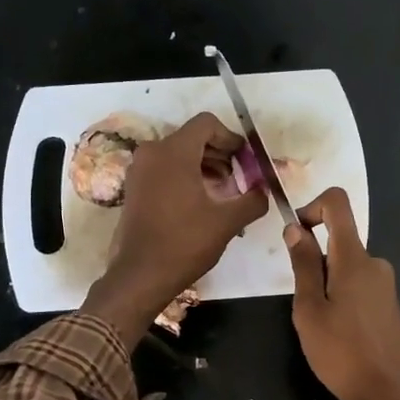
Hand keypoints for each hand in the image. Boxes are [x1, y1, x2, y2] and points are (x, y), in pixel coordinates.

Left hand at [82, 112, 267, 347]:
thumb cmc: (185, 243)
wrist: (140, 275)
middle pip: (192, 138)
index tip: (245, 161)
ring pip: (178, 154)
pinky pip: (164, 169)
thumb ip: (252, 200)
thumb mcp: (227, 222)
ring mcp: (139, 170)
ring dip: (203, 166)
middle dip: (219, 154)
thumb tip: (265, 190)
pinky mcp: (134, 188)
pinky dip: (185, 176)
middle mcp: (152, 152)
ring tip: (222, 192)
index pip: (207, 124)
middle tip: (238, 178)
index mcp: (173, 152)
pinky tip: (200, 202)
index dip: (231, 138)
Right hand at [285, 188, 399, 399]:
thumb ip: (303, 265)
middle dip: (314, 260)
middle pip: (339, 240)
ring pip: (347, 267)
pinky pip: (359, 286)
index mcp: (354, 258)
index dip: (312, 207)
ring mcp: (386, 285)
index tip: (296, 236)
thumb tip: (295, 228)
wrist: (390, 394)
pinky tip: (338, 334)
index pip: (338, 204)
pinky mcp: (389, 305)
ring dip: (326, 284)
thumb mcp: (309, 309)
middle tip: (302, 302)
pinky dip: (341, 297)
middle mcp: (375, 263)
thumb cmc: (341, 352)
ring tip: (319, 324)